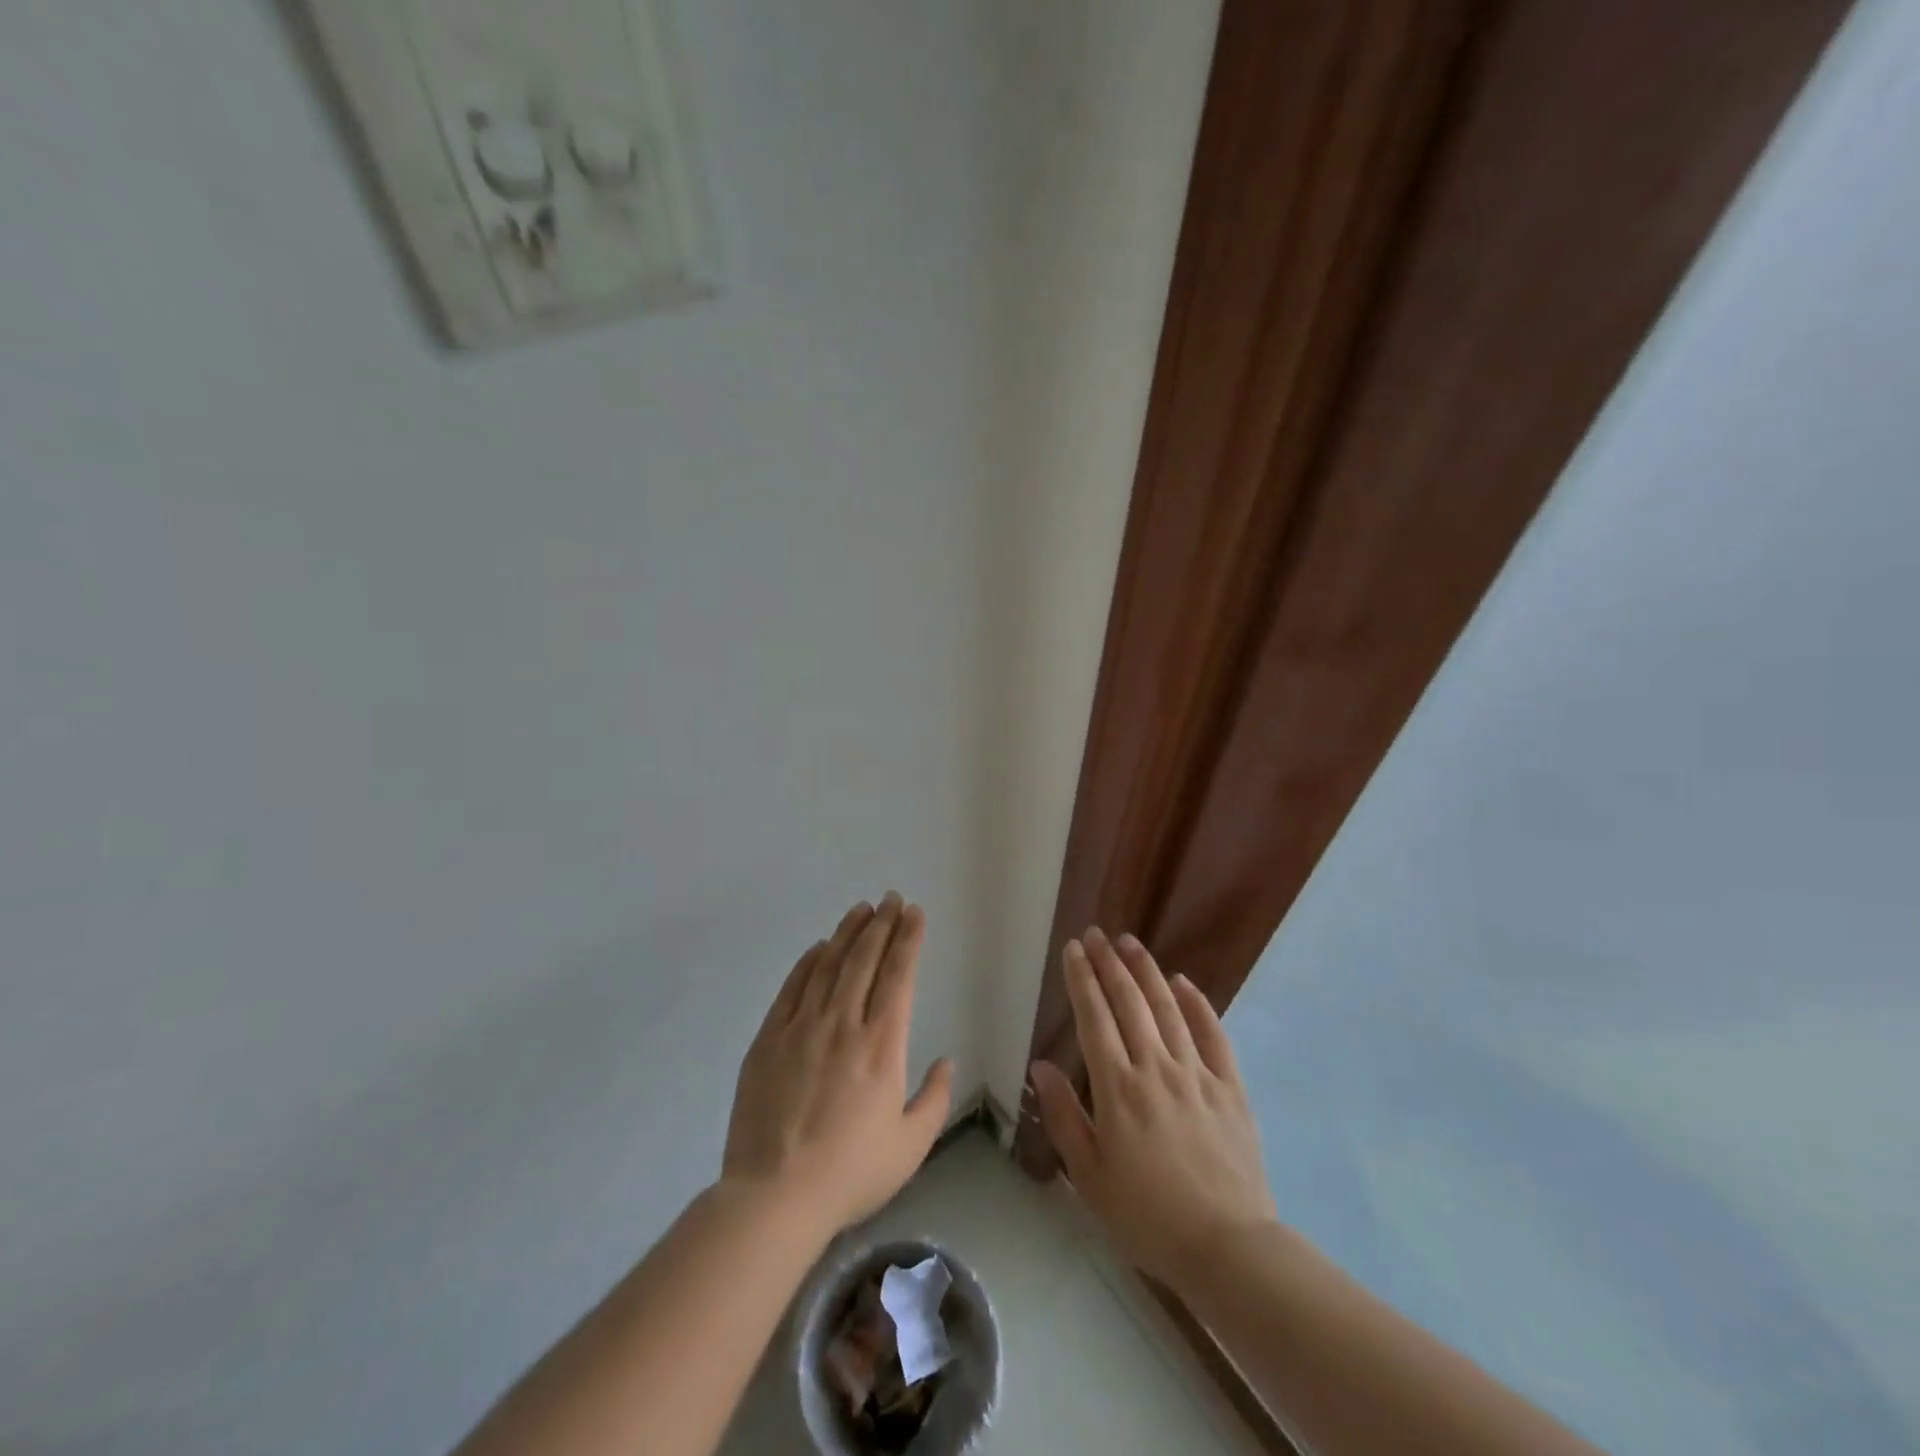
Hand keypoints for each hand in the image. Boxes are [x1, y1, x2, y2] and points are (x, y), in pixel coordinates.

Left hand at [722, 894, 954, 1238]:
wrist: (775, 1195)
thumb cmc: (851, 1173)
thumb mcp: (911, 1146)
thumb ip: (935, 1099)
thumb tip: (946, 1061)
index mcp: (881, 1045)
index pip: (899, 976)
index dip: (908, 939)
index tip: (914, 913)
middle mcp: (843, 1024)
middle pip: (865, 960)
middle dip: (882, 924)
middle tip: (891, 899)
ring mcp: (802, 1028)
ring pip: (829, 965)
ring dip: (848, 933)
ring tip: (861, 909)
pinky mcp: (769, 1039)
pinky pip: (792, 988)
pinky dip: (808, 962)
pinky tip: (819, 948)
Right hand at [1030, 928, 1278, 1291]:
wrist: (1227, 1247)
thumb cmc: (1147, 1216)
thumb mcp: (1089, 1177)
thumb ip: (1065, 1116)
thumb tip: (1040, 1066)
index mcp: (1118, 1088)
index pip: (1095, 1017)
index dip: (1082, 979)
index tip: (1074, 950)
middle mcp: (1155, 1068)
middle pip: (1129, 1002)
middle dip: (1109, 963)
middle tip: (1097, 934)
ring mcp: (1196, 1073)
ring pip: (1168, 1008)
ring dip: (1147, 971)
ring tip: (1131, 943)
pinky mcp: (1230, 1087)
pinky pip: (1213, 1034)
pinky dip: (1197, 1004)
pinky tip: (1183, 982)